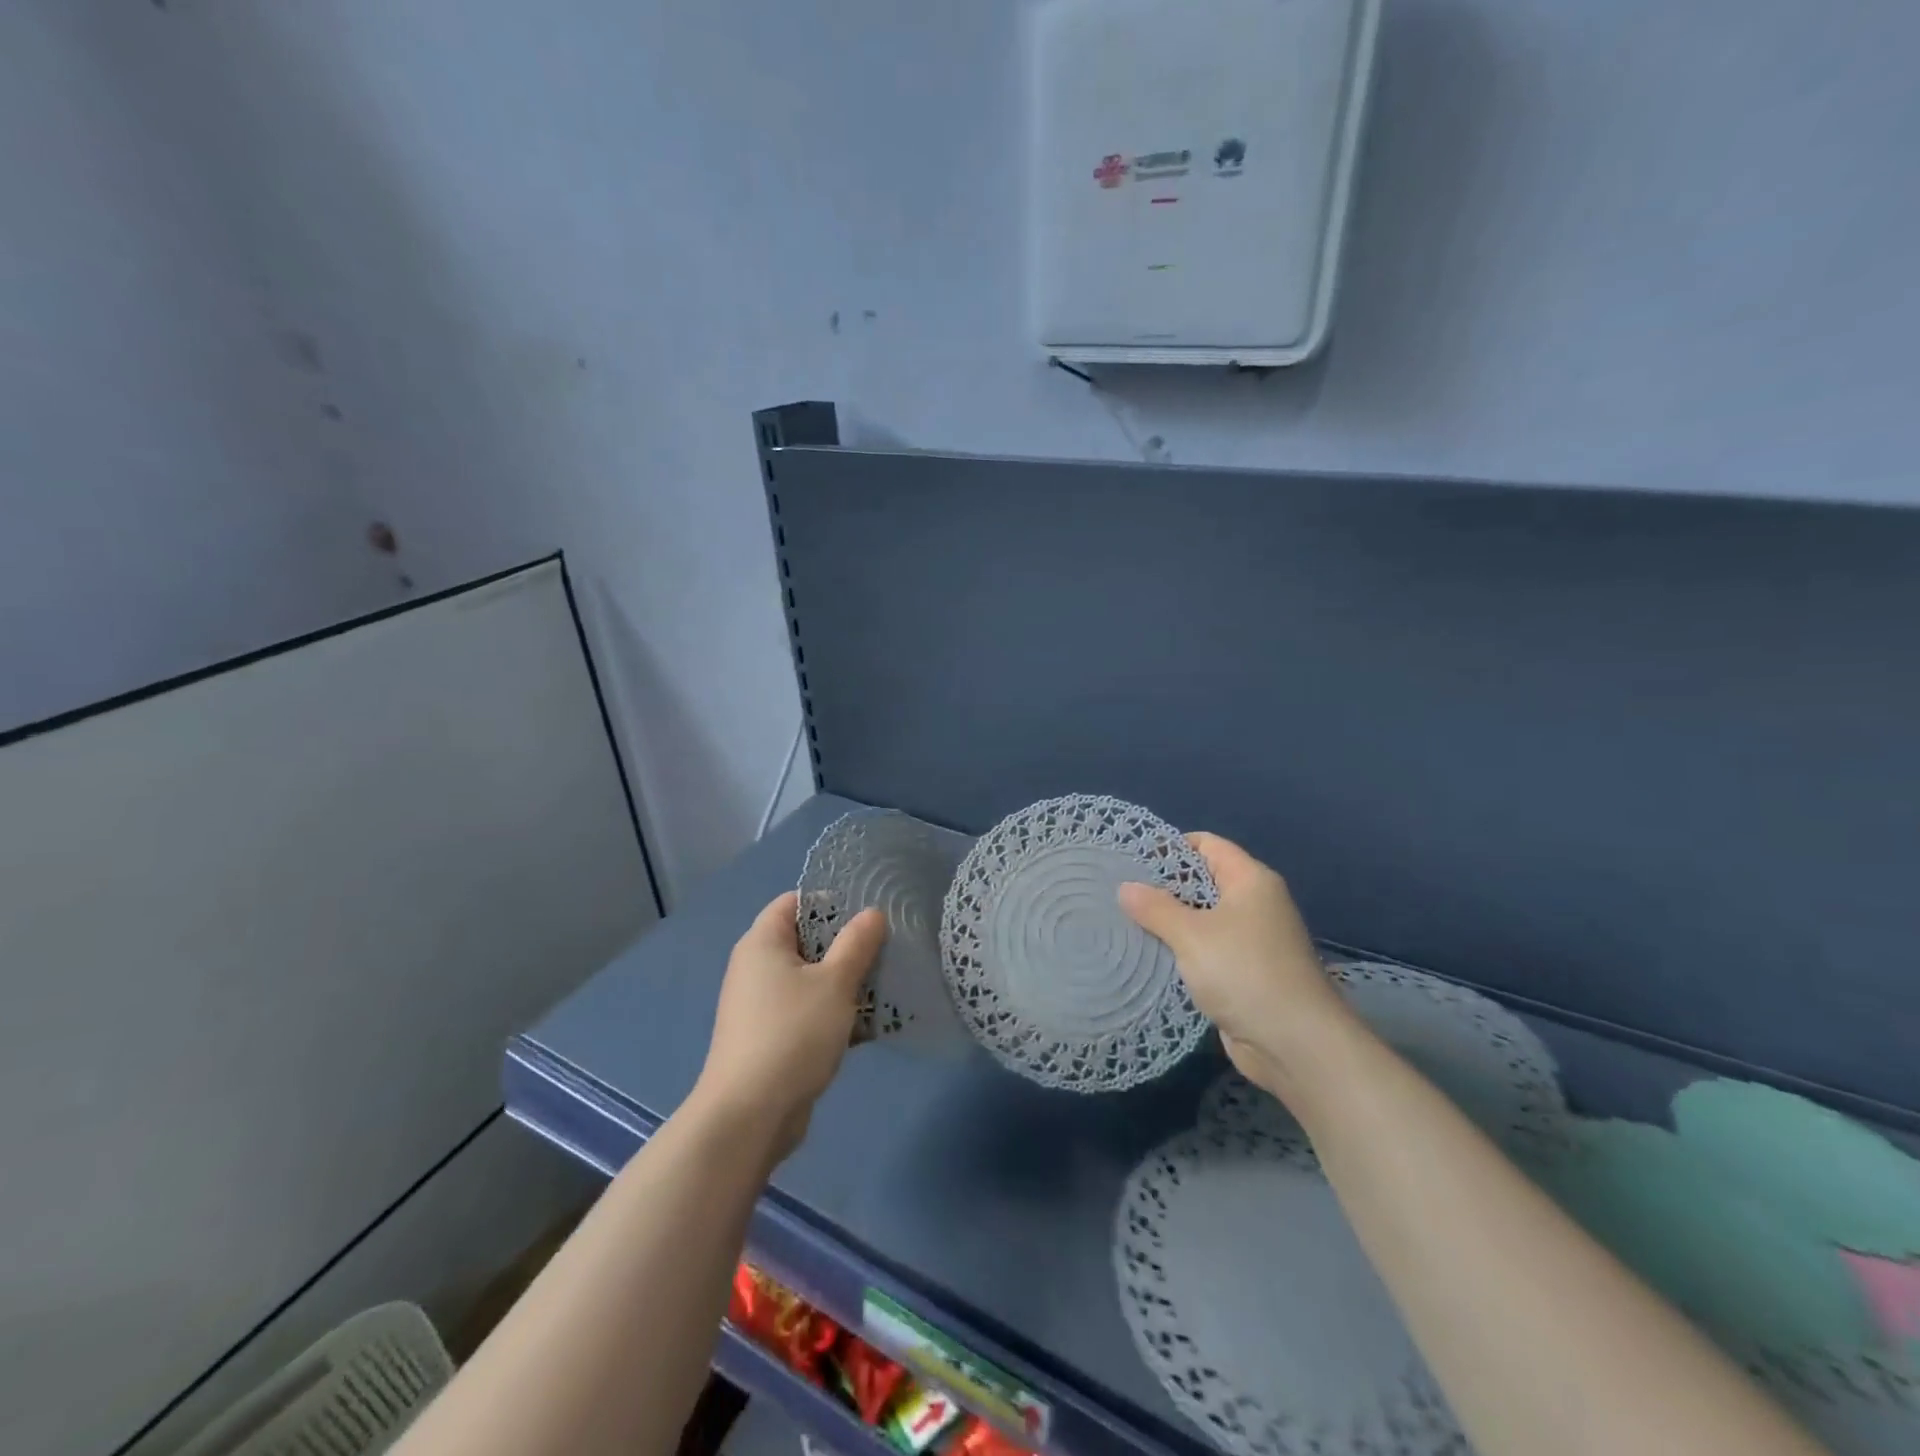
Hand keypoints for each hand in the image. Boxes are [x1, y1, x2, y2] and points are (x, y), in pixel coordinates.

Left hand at [692, 892, 886, 1162]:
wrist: (749, 1116)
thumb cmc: (792, 1034)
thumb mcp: (835, 983)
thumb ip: (857, 944)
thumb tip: (872, 913)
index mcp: (762, 943)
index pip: (793, 902)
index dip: (829, 902)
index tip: (867, 913)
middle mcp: (755, 968)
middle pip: (805, 941)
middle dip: (845, 945)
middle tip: (885, 949)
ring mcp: (760, 1006)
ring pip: (809, 980)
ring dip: (844, 982)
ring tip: (884, 985)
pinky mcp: (769, 1038)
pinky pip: (806, 1012)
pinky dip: (832, 1013)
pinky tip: (867, 1025)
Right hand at [1118, 833, 1351, 1103]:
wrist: (1295, 1045)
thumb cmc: (1245, 973)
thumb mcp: (1192, 935)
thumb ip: (1155, 908)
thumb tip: (1125, 887)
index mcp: (1251, 881)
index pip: (1208, 845)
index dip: (1171, 846)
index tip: (1133, 859)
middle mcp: (1255, 904)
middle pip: (1203, 881)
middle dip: (1164, 886)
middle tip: (1120, 892)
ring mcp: (1252, 941)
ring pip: (1202, 919)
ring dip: (1169, 923)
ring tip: (1125, 922)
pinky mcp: (1245, 974)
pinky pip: (1206, 950)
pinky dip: (1182, 951)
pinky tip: (1150, 956)